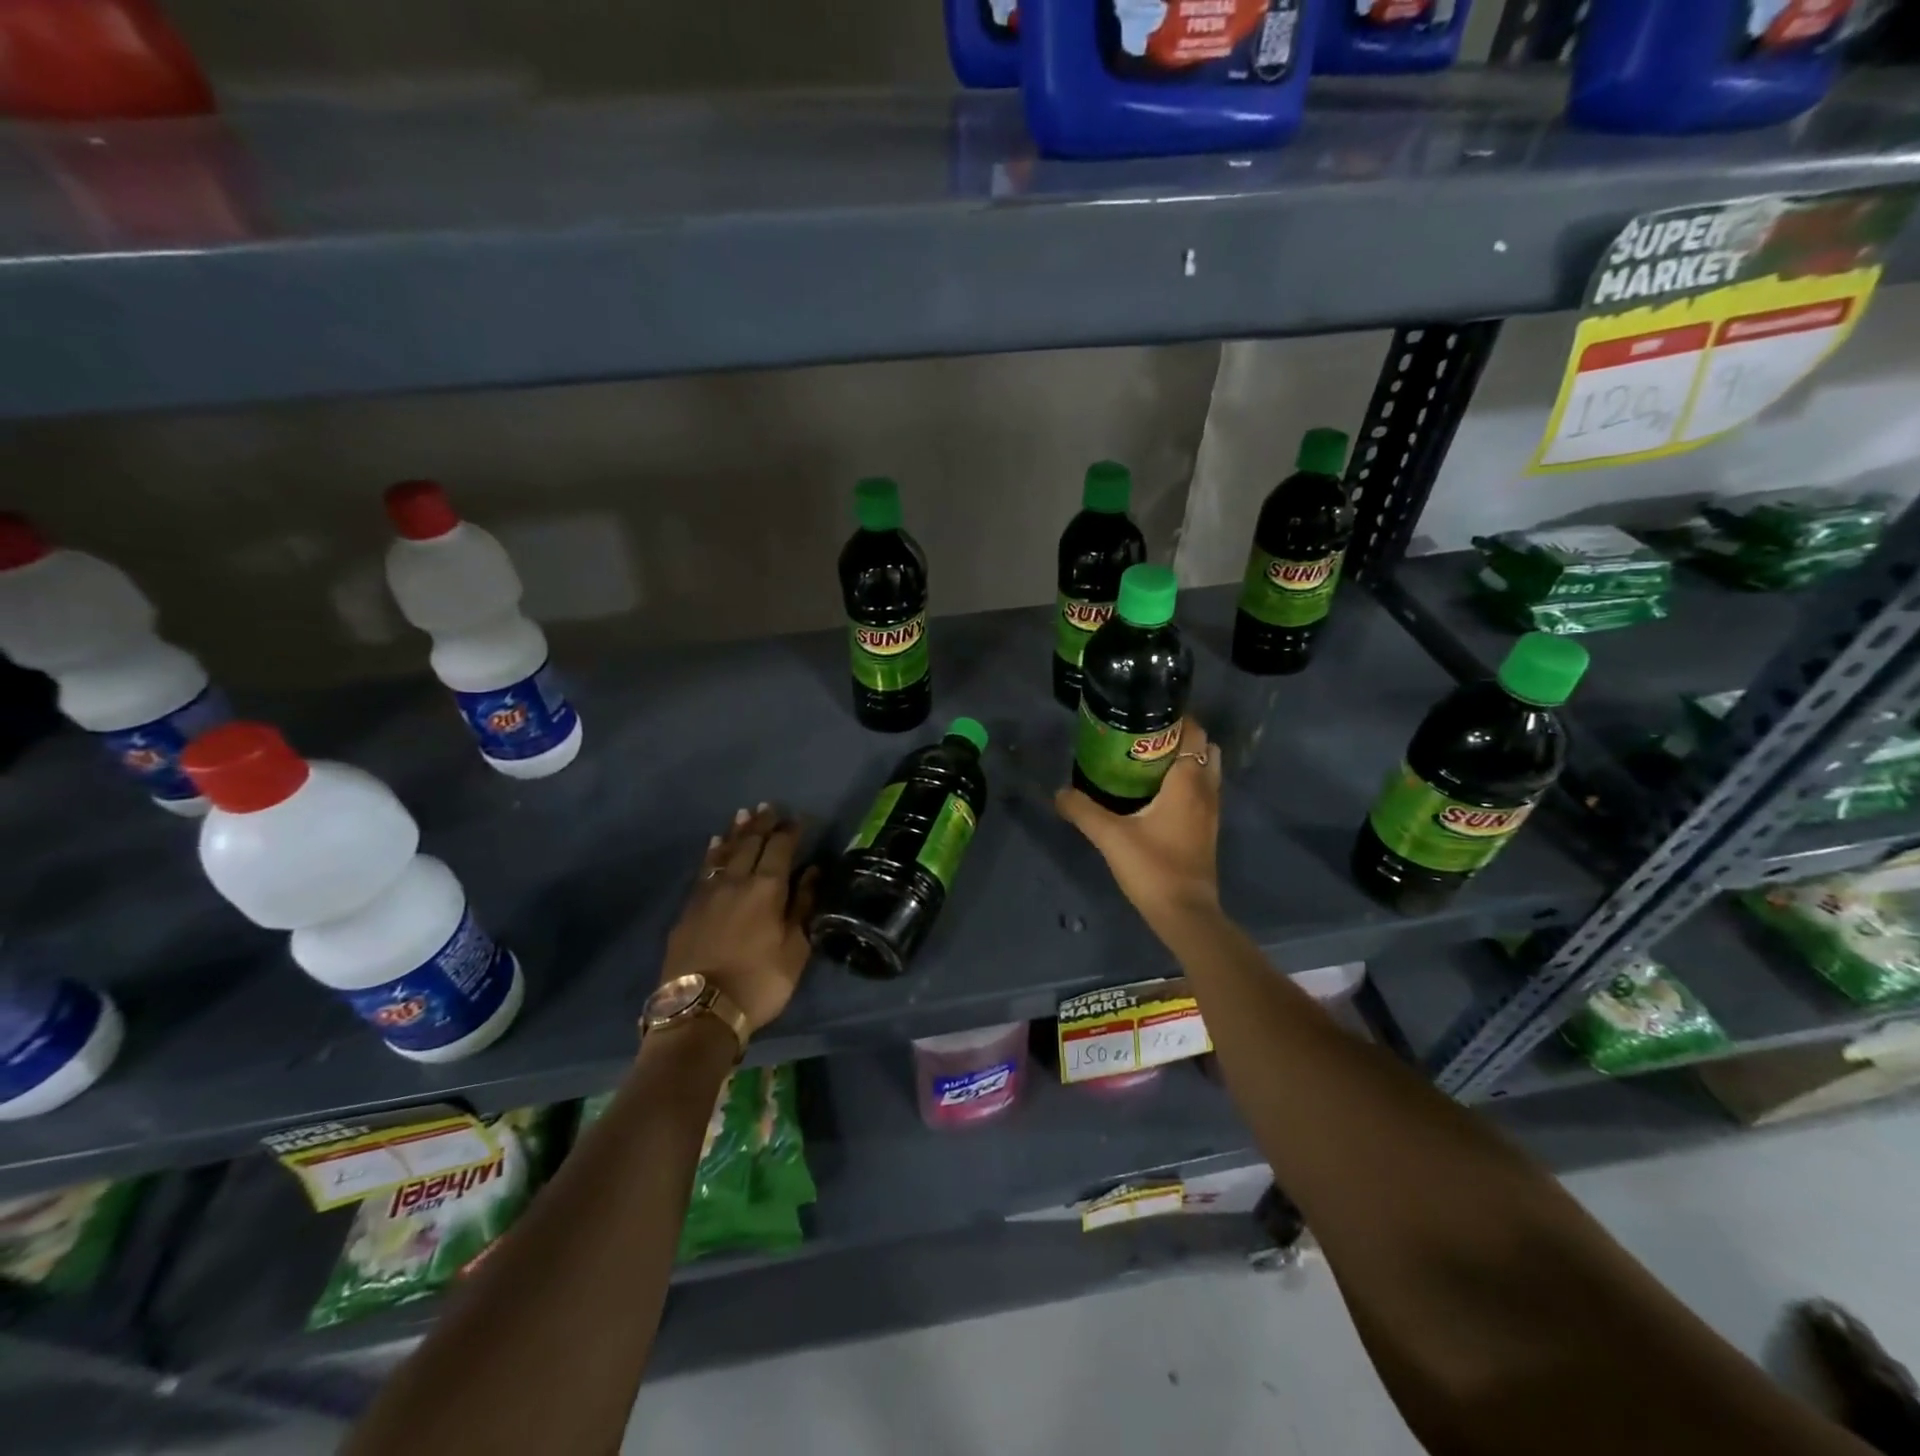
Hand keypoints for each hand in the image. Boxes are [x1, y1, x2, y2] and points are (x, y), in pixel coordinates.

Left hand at [661, 804, 817, 1035]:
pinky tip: (714, 846)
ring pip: (724, 852)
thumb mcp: (795, 949)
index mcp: (766, 888)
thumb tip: (812, 872)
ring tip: (743, 814)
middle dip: (762, 823)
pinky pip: (704, 870)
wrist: (700, 1011)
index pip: (780, 848)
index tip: (798, 818)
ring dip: (735, 832)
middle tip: (769, 806)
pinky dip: (712, 853)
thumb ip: (803, 906)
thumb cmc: (759, 982)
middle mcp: (736, 882)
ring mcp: (708, 894)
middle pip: (750, 843)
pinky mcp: (688, 909)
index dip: (790, 831)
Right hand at [1055, 716, 1221, 930]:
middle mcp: (1205, 790)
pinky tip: (1156, 793)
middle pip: (1205, 748)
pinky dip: (1186, 782)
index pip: (1195, 732)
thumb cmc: (1152, 867)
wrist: (1184, 913)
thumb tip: (1058, 792)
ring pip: (1206, 770)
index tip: (1148, 712)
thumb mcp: (1109, 836)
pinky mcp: (1207, 830)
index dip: (1177, 717)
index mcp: (1188, 781)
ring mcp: (1211, 811)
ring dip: (1185, 760)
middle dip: (1180, 737)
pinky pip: (1202, 791)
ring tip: (1148, 761)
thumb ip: (1082, 810)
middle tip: (1145, 737)